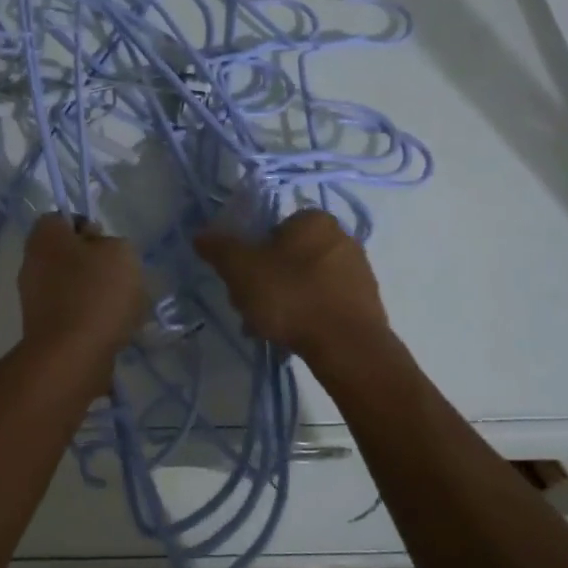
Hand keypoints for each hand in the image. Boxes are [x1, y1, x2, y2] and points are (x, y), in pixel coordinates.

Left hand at [17, 214, 146, 385]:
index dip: (87, 227)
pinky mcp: (44, 329)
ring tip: (126, 309)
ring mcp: (35, 299)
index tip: (108, 245)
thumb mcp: (121, 252)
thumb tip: (99, 251)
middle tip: (122, 277)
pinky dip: (92, 320)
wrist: (72, 357)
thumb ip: (113, 243)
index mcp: (44, 237)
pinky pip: (74, 315)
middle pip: (69, 255)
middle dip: (97, 265)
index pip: (61, 219)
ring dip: (98, 295)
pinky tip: (115, 330)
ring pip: (74, 287)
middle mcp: (32, 263)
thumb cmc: (96, 293)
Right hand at [193, 209, 388, 357]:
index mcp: (314, 219)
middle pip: (287, 257)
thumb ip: (219, 248)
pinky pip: (325, 302)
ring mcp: (358, 270)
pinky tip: (294, 336)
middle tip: (250, 307)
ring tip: (269, 328)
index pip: (271, 229)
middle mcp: (341, 236)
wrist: (347, 347)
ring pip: (305, 281)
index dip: (251, 254)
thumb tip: (201, 235)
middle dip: (266, 281)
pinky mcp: (367, 301)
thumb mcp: (241, 269)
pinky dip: (308, 314)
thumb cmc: (291, 296)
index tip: (241, 280)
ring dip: (285, 301)